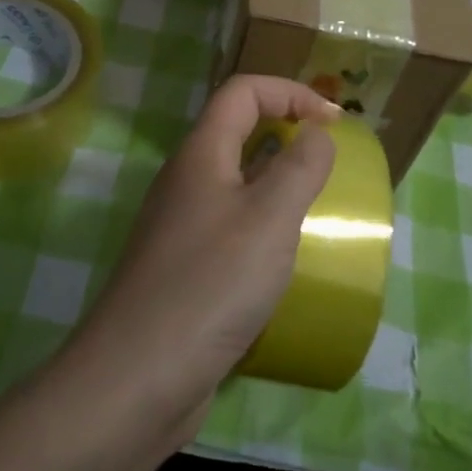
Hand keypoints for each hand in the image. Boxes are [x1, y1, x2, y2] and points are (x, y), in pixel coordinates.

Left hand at [61, 76, 339, 450]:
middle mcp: (186, 180)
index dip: (291, 93)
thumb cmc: (210, 285)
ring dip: (276, 183)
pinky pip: (230, 227)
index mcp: (201, 154)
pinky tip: (285, 261)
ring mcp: (180, 226)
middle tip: (329, 161)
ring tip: (317, 209)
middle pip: (237, 131)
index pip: (243, 91)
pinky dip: (262, 227)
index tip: (334, 123)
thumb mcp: (270, 218)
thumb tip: (317, 131)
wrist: (137, 379)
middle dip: (286, 132)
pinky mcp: (183, 269)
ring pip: (235, 183)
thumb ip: (300, 167)